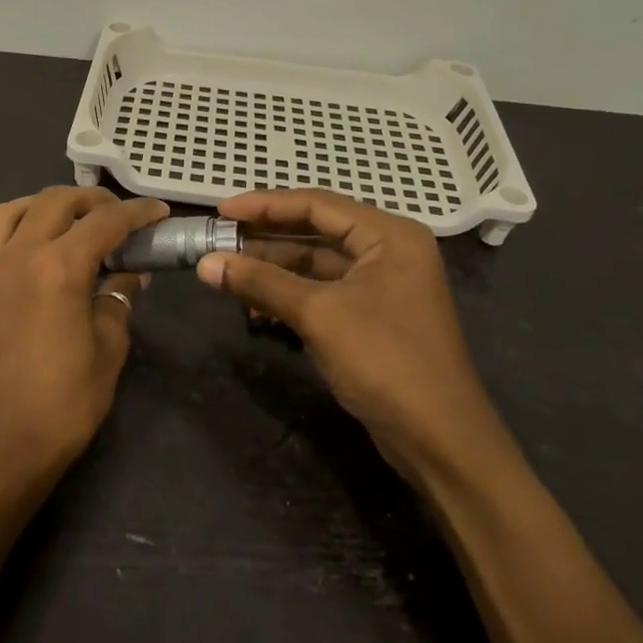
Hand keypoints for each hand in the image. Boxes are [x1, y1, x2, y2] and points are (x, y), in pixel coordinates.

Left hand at [0, 187, 168, 501]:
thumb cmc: (63, 405)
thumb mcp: (107, 351)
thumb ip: (118, 301)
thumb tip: (128, 275)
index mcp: (57, 268)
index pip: (103, 222)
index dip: (136, 212)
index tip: (157, 212)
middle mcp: (16, 257)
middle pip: (54, 202)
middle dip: (91, 200)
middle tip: (117, 216)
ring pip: (10, 211)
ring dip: (43, 206)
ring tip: (68, 222)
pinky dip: (17, 232)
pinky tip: (36, 257)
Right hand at [197, 190, 517, 487]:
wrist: (438, 438)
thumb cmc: (385, 361)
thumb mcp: (319, 315)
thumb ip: (261, 283)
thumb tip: (205, 264)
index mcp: (389, 235)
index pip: (316, 204)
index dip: (264, 204)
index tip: (220, 211)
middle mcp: (388, 251)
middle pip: (315, 232)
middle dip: (265, 239)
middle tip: (218, 242)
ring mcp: (381, 286)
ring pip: (315, 265)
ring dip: (272, 271)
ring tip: (228, 277)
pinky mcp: (371, 317)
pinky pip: (321, 293)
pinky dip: (288, 297)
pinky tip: (256, 311)